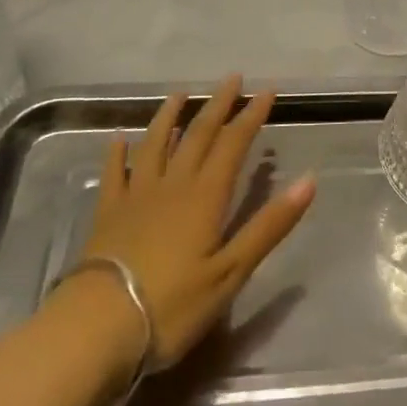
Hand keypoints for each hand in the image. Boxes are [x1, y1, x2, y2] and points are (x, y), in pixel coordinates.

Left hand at [82, 76, 315, 368]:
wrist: (97, 327)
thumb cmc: (172, 305)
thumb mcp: (231, 272)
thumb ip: (269, 225)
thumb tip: (309, 180)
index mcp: (205, 196)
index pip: (233, 144)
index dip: (251, 116)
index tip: (267, 90)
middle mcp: (172, 185)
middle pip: (198, 136)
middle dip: (218, 106)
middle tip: (232, 78)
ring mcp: (136, 197)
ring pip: (155, 145)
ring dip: (169, 117)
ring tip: (180, 94)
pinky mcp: (107, 214)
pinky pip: (114, 174)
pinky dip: (117, 153)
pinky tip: (118, 139)